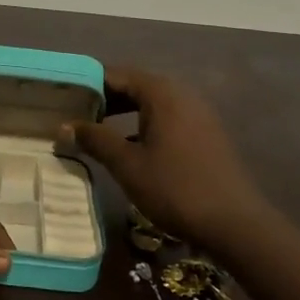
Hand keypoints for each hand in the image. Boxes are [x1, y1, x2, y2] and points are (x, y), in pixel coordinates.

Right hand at [61, 67, 264, 245]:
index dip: (87, 83)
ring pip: (150, 103)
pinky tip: (128, 148)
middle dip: (103, 98)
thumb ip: (95, 140)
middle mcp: (181, 94)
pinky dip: (142, 125)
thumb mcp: (127, 165)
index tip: (63, 97)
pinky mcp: (205, 134)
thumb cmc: (176, 188)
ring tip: (95, 130)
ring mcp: (197, 114)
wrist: (236, 225)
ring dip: (122, 113)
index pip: (115, 74)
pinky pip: (166, 118)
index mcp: (161, 93)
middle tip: (73, 114)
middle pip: (134, 85)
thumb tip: (64, 126)